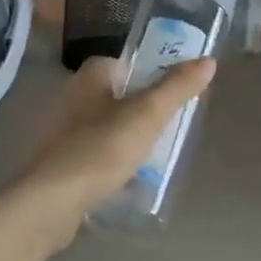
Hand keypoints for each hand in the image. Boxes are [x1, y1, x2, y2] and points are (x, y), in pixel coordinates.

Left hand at [18, 54, 216, 230]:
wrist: (53, 200)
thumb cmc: (102, 149)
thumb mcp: (147, 115)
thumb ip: (176, 87)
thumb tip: (207, 60)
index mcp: (88, 78)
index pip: (121, 63)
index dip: (147, 73)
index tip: (172, 93)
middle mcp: (70, 97)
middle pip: (114, 95)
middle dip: (139, 109)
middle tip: (168, 127)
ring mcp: (60, 131)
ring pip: (103, 126)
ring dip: (125, 137)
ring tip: (153, 155)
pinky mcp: (58, 161)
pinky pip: (92, 154)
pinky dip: (109, 161)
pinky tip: (126, 179)